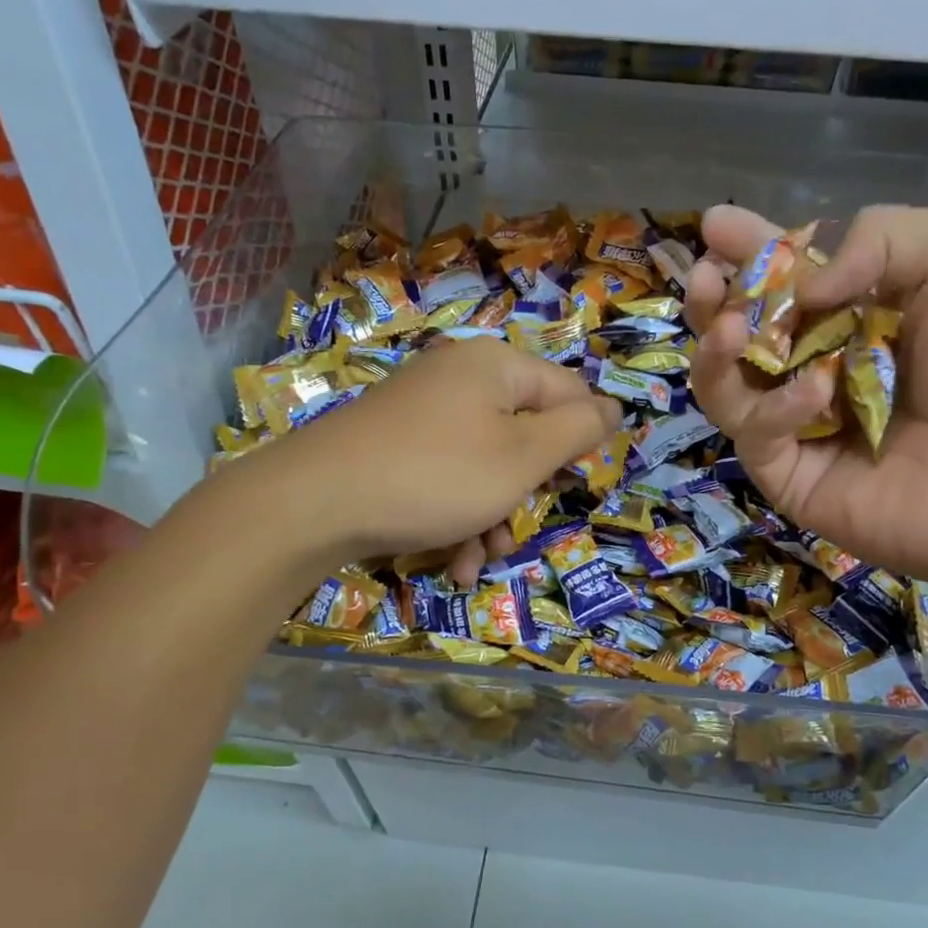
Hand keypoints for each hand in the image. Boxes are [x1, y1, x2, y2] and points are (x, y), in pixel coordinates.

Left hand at [241, 337, 620, 585]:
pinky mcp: (396, 444)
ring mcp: (424, 411)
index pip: (569, 393)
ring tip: (483, 557)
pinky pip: (448, 475)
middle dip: (529, 489)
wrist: (314, 503)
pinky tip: (455, 560)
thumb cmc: (437, 476)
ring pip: (487, 464)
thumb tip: (613, 407)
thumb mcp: (523, 457)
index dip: (584, 441)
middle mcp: (460, 378)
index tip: (581, 485)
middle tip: (523, 524)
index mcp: (497, 366)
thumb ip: (578, 430)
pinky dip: (458, 516)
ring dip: (494, 516)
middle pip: (525, 431)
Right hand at [687, 204, 927, 593]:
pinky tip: (817, 392)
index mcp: (857, 315)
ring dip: (717, 352)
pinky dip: (777, 408)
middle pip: (742, 334)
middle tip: (706, 281)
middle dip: (715, 302)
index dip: (751, 252)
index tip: (715, 226)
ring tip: (731, 330)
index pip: (787, 280)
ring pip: (726, 386)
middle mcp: (819, 367)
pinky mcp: (790, 475)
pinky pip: (756, 434)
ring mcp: (800, 426)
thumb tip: (800, 292)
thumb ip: (879, 237)